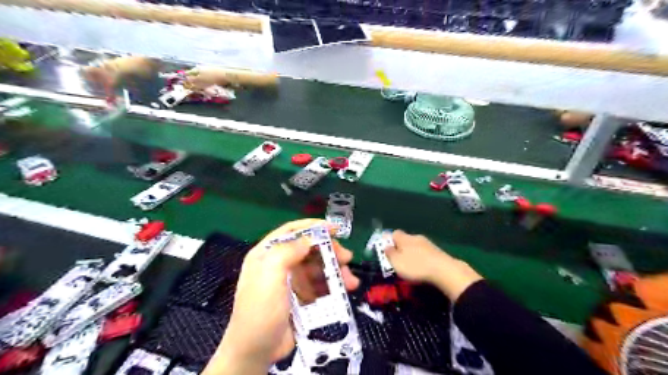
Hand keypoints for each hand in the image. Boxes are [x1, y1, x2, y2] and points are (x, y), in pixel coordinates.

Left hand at [203, 218, 360, 373]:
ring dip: (335, 271)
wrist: (256, 351)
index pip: (291, 231)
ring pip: (317, 267)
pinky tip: (345, 290)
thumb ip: (288, 251)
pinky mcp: (300, 296)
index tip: (334, 228)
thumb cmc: (260, 309)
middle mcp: (279, 263)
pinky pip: (320, 284)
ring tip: (351, 281)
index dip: (313, 226)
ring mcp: (291, 281)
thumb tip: (309, 239)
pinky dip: (333, 285)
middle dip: (329, 251)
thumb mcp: (270, 274)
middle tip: (347, 258)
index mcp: (267, 253)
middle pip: (309, 249)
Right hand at [387, 229, 479, 301]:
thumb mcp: (397, 262)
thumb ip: (389, 254)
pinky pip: (424, 252)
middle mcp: (416, 237)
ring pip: (415, 246)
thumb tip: (386, 246)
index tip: (386, 250)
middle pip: (405, 239)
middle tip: (397, 259)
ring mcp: (428, 244)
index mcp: (405, 238)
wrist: (445, 271)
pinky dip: (421, 258)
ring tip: (409, 265)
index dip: (388, 240)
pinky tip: (422, 267)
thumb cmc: (416, 266)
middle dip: (400, 247)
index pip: (393, 233)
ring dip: (411, 253)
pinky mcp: (437, 252)